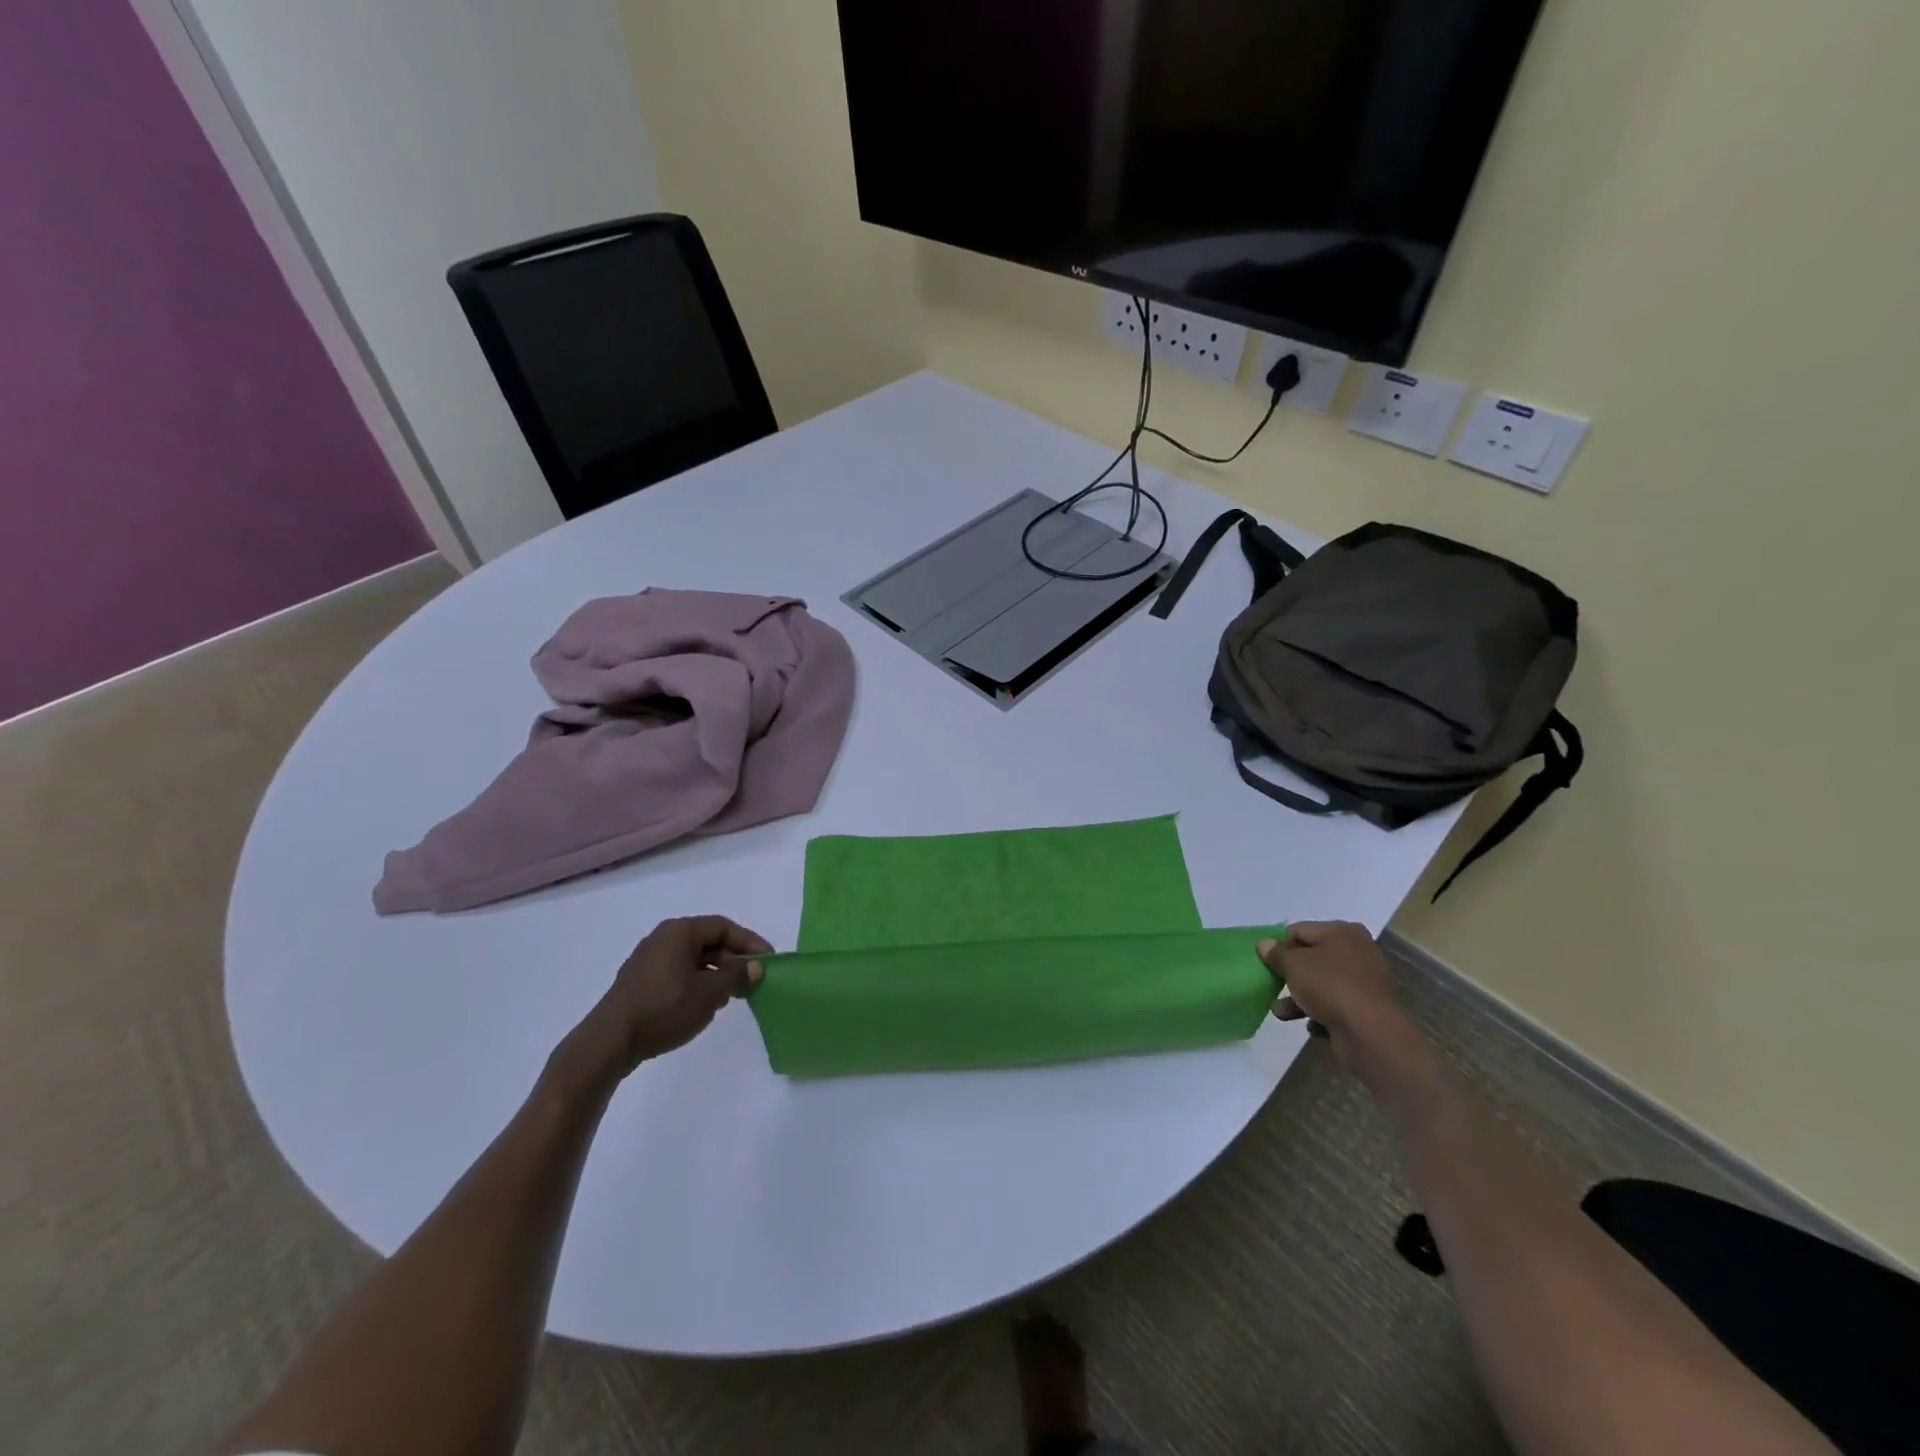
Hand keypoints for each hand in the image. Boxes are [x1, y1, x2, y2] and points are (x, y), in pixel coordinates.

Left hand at [577, 916, 771, 1078]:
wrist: (610, 1041)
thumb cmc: (664, 1008)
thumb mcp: (710, 992)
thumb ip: (737, 975)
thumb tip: (757, 965)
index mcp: (679, 931)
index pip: (723, 927)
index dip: (749, 942)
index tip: (768, 960)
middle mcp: (663, 938)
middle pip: (709, 942)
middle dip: (733, 960)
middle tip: (752, 981)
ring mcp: (649, 960)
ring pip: (694, 960)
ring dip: (716, 975)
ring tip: (731, 997)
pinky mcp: (641, 982)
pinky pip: (679, 974)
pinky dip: (698, 984)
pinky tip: (704, 1006)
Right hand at [1258, 922, 1421, 1083]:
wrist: (1370, 1034)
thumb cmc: (1329, 987)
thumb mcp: (1293, 964)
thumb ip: (1275, 953)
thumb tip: (1265, 944)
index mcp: (1343, 932)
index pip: (1299, 931)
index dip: (1280, 947)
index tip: (1268, 965)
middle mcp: (1358, 951)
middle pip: (1311, 958)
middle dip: (1290, 976)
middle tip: (1274, 988)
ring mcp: (1365, 981)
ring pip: (1322, 984)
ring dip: (1299, 998)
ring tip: (1282, 1013)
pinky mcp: (1368, 1008)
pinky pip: (1336, 1006)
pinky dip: (1322, 1014)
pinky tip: (1314, 1026)